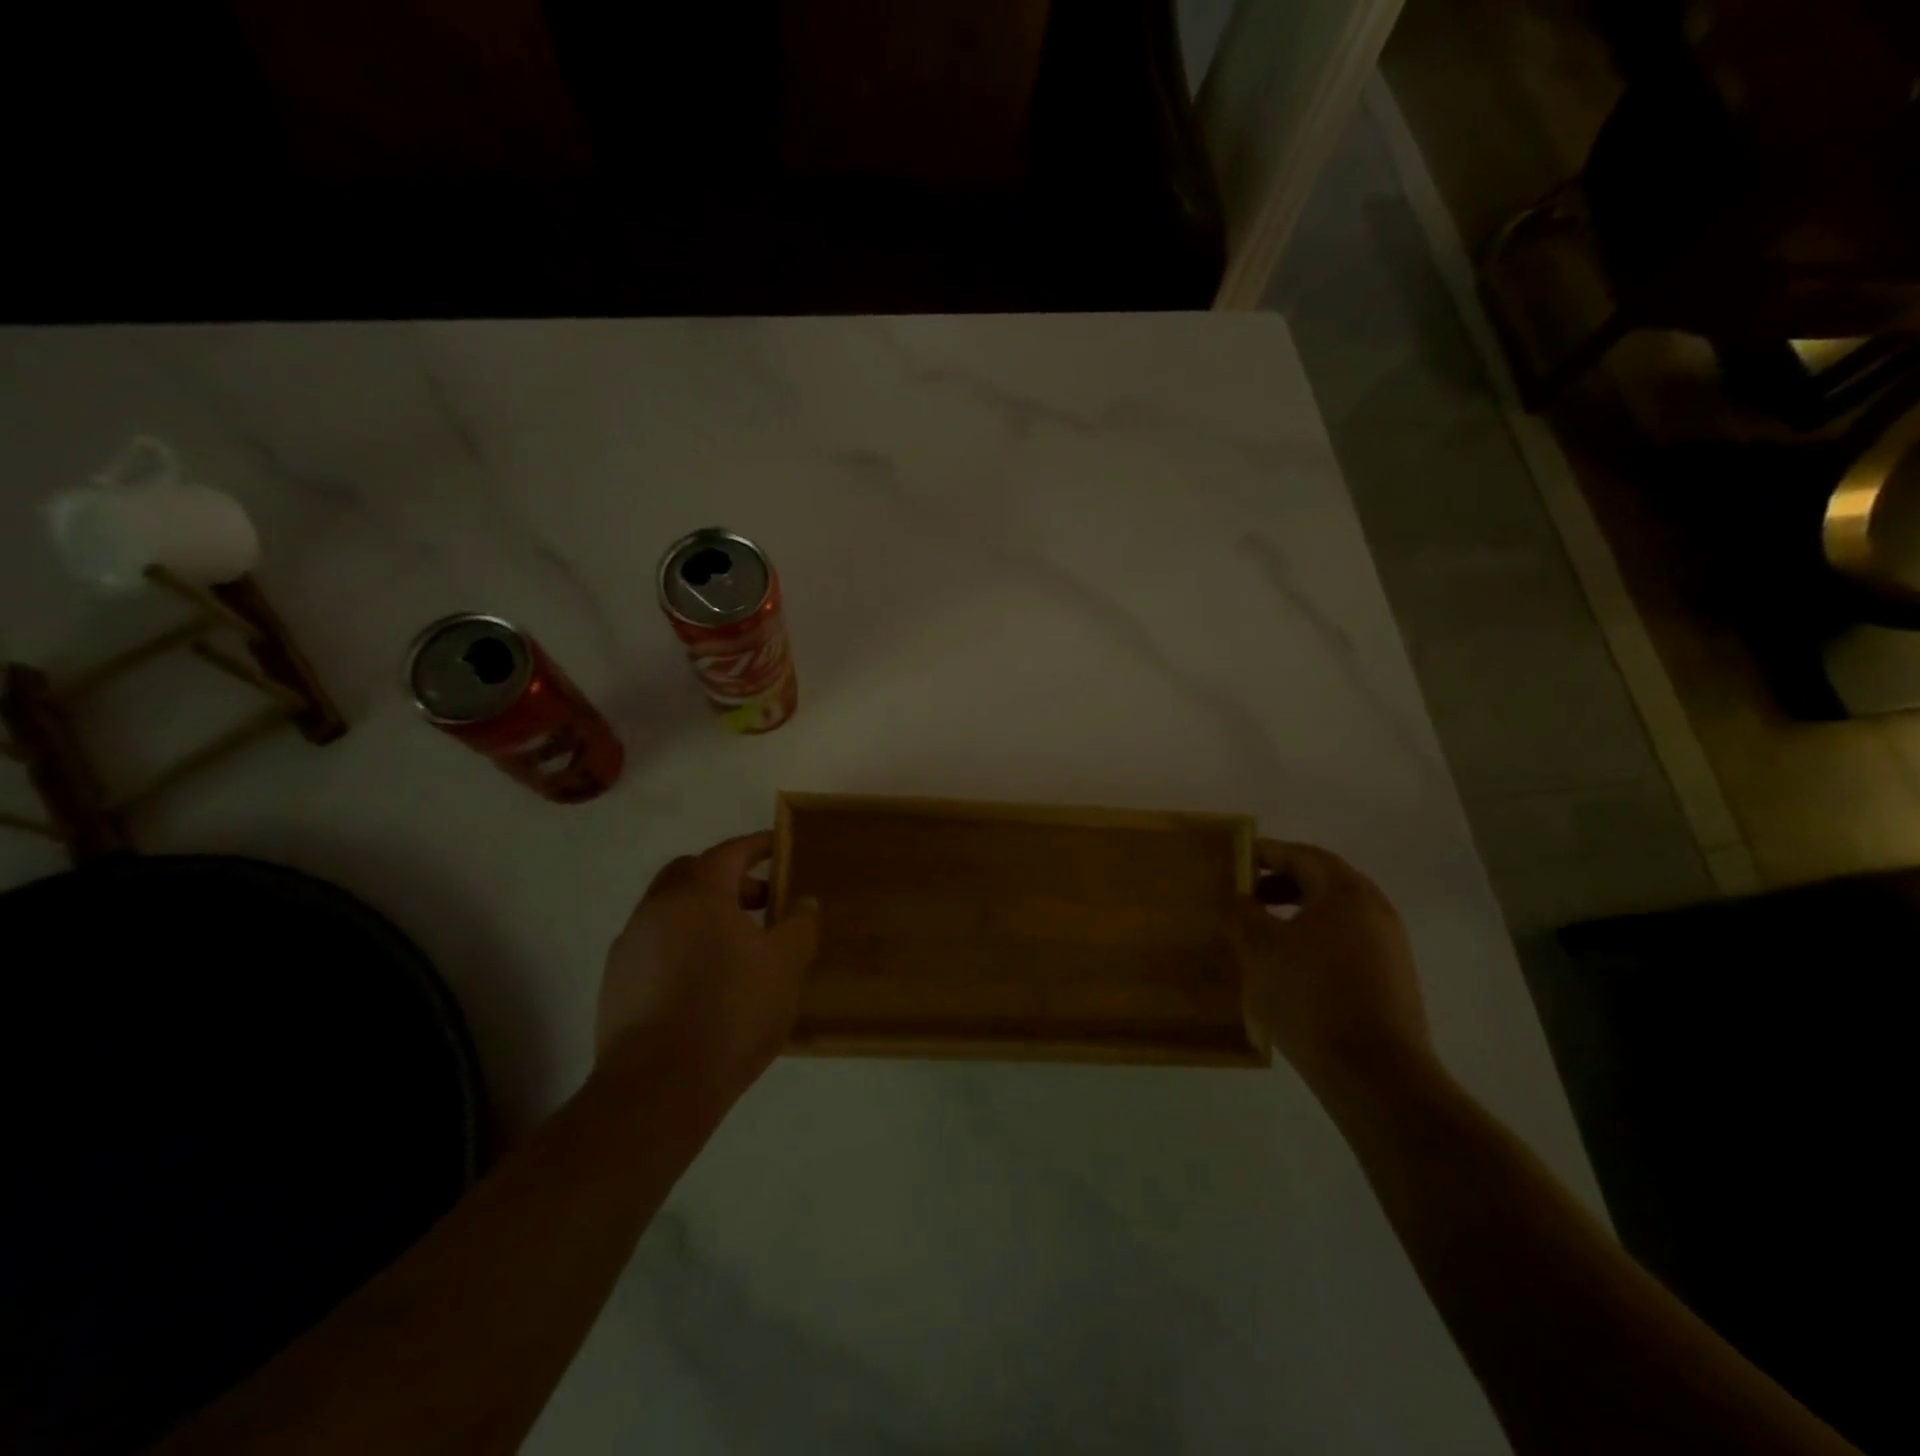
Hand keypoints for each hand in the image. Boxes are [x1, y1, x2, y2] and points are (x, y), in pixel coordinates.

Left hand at [596, 832, 819, 1115]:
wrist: (658, 1087)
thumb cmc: (731, 1012)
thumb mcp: (785, 965)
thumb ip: (799, 924)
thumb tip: (803, 902)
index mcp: (698, 892)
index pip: (730, 852)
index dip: (758, 846)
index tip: (779, 847)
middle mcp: (657, 907)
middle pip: (693, 874)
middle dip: (728, 879)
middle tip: (761, 902)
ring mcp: (629, 944)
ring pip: (670, 910)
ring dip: (703, 914)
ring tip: (736, 947)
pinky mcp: (615, 982)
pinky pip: (655, 944)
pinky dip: (681, 945)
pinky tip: (703, 981)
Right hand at [1232, 839, 1434, 1095]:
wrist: (1375, 1073)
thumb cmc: (1310, 997)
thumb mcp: (1259, 949)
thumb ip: (1243, 913)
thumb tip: (1239, 898)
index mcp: (1346, 891)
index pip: (1302, 855)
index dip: (1266, 854)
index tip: (1235, 861)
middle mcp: (1375, 909)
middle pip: (1323, 881)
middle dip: (1281, 884)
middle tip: (1245, 896)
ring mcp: (1390, 946)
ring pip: (1336, 915)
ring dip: (1298, 914)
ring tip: (1263, 933)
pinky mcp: (1393, 979)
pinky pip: (1347, 942)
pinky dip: (1316, 940)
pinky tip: (1291, 968)